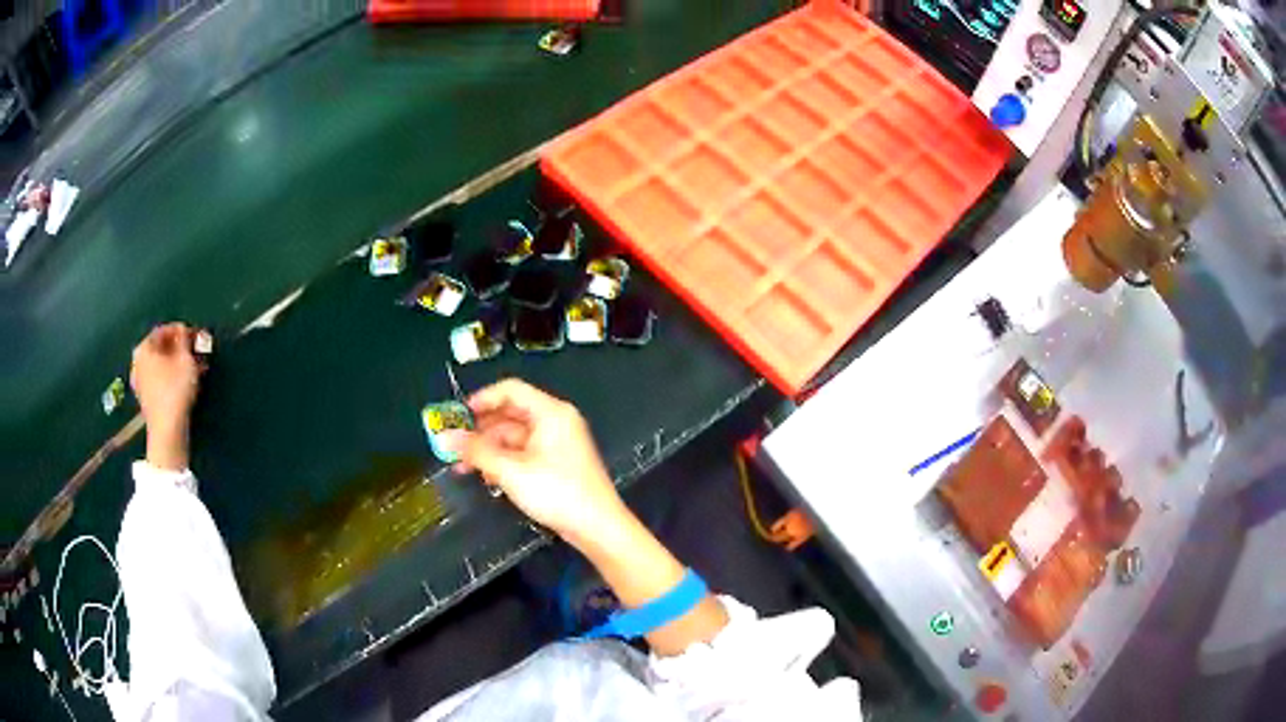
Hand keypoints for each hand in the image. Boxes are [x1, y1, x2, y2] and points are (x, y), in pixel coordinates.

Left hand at [130, 323, 199, 470]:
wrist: (167, 430)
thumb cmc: (175, 390)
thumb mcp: (185, 359)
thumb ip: (184, 339)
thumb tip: (182, 330)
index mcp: (143, 348)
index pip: (163, 330)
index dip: (181, 331)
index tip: (195, 335)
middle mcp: (137, 362)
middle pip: (161, 348)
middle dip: (179, 349)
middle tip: (195, 351)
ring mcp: (140, 382)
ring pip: (161, 365)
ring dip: (177, 364)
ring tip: (194, 367)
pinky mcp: (146, 399)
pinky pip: (159, 379)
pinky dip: (171, 377)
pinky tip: (185, 381)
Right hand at [443, 379, 628, 546]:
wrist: (597, 527)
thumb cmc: (557, 492)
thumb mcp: (510, 471)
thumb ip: (476, 451)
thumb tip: (444, 437)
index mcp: (551, 412)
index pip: (511, 390)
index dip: (482, 399)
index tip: (457, 415)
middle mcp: (556, 421)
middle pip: (511, 413)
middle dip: (481, 429)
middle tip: (454, 444)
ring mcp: (558, 443)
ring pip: (515, 436)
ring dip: (489, 448)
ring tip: (463, 465)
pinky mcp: (557, 464)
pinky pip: (524, 452)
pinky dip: (504, 460)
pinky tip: (486, 475)